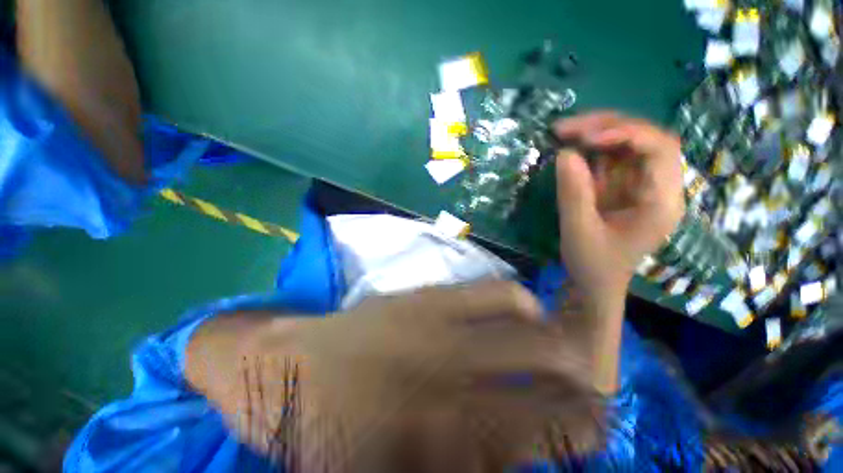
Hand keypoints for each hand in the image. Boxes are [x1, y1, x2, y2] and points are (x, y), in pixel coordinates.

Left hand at [188, 282, 603, 471]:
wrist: (289, 366)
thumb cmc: (330, 436)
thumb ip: (465, 463)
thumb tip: (517, 455)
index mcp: (450, 445)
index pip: (549, 440)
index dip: (583, 438)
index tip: (591, 434)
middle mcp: (460, 384)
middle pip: (555, 389)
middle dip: (587, 398)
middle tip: (592, 399)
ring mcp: (445, 328)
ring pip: (535, 336)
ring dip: (563, 348)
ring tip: (567, 353)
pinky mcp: (429, 296)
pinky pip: (495, 291)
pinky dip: (520, 302)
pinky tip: (523, 310)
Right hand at [553, 112, 684, 300]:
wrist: (593, 284)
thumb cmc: (592, 265)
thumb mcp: (579, 232)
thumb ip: (573, 194)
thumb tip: (565, 153)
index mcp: (661, 202)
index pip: (660, 149)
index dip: (627, 133)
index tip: (587, 138)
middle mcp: (657, 187)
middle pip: (644, 139)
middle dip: (607, 126)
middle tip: (566, 128)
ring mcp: (639, 185)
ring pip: (626, 144)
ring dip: (596, 132)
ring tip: (563, 132)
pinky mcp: (620, 187)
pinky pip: (610, 158)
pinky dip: (589, 149)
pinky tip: (570, 146)